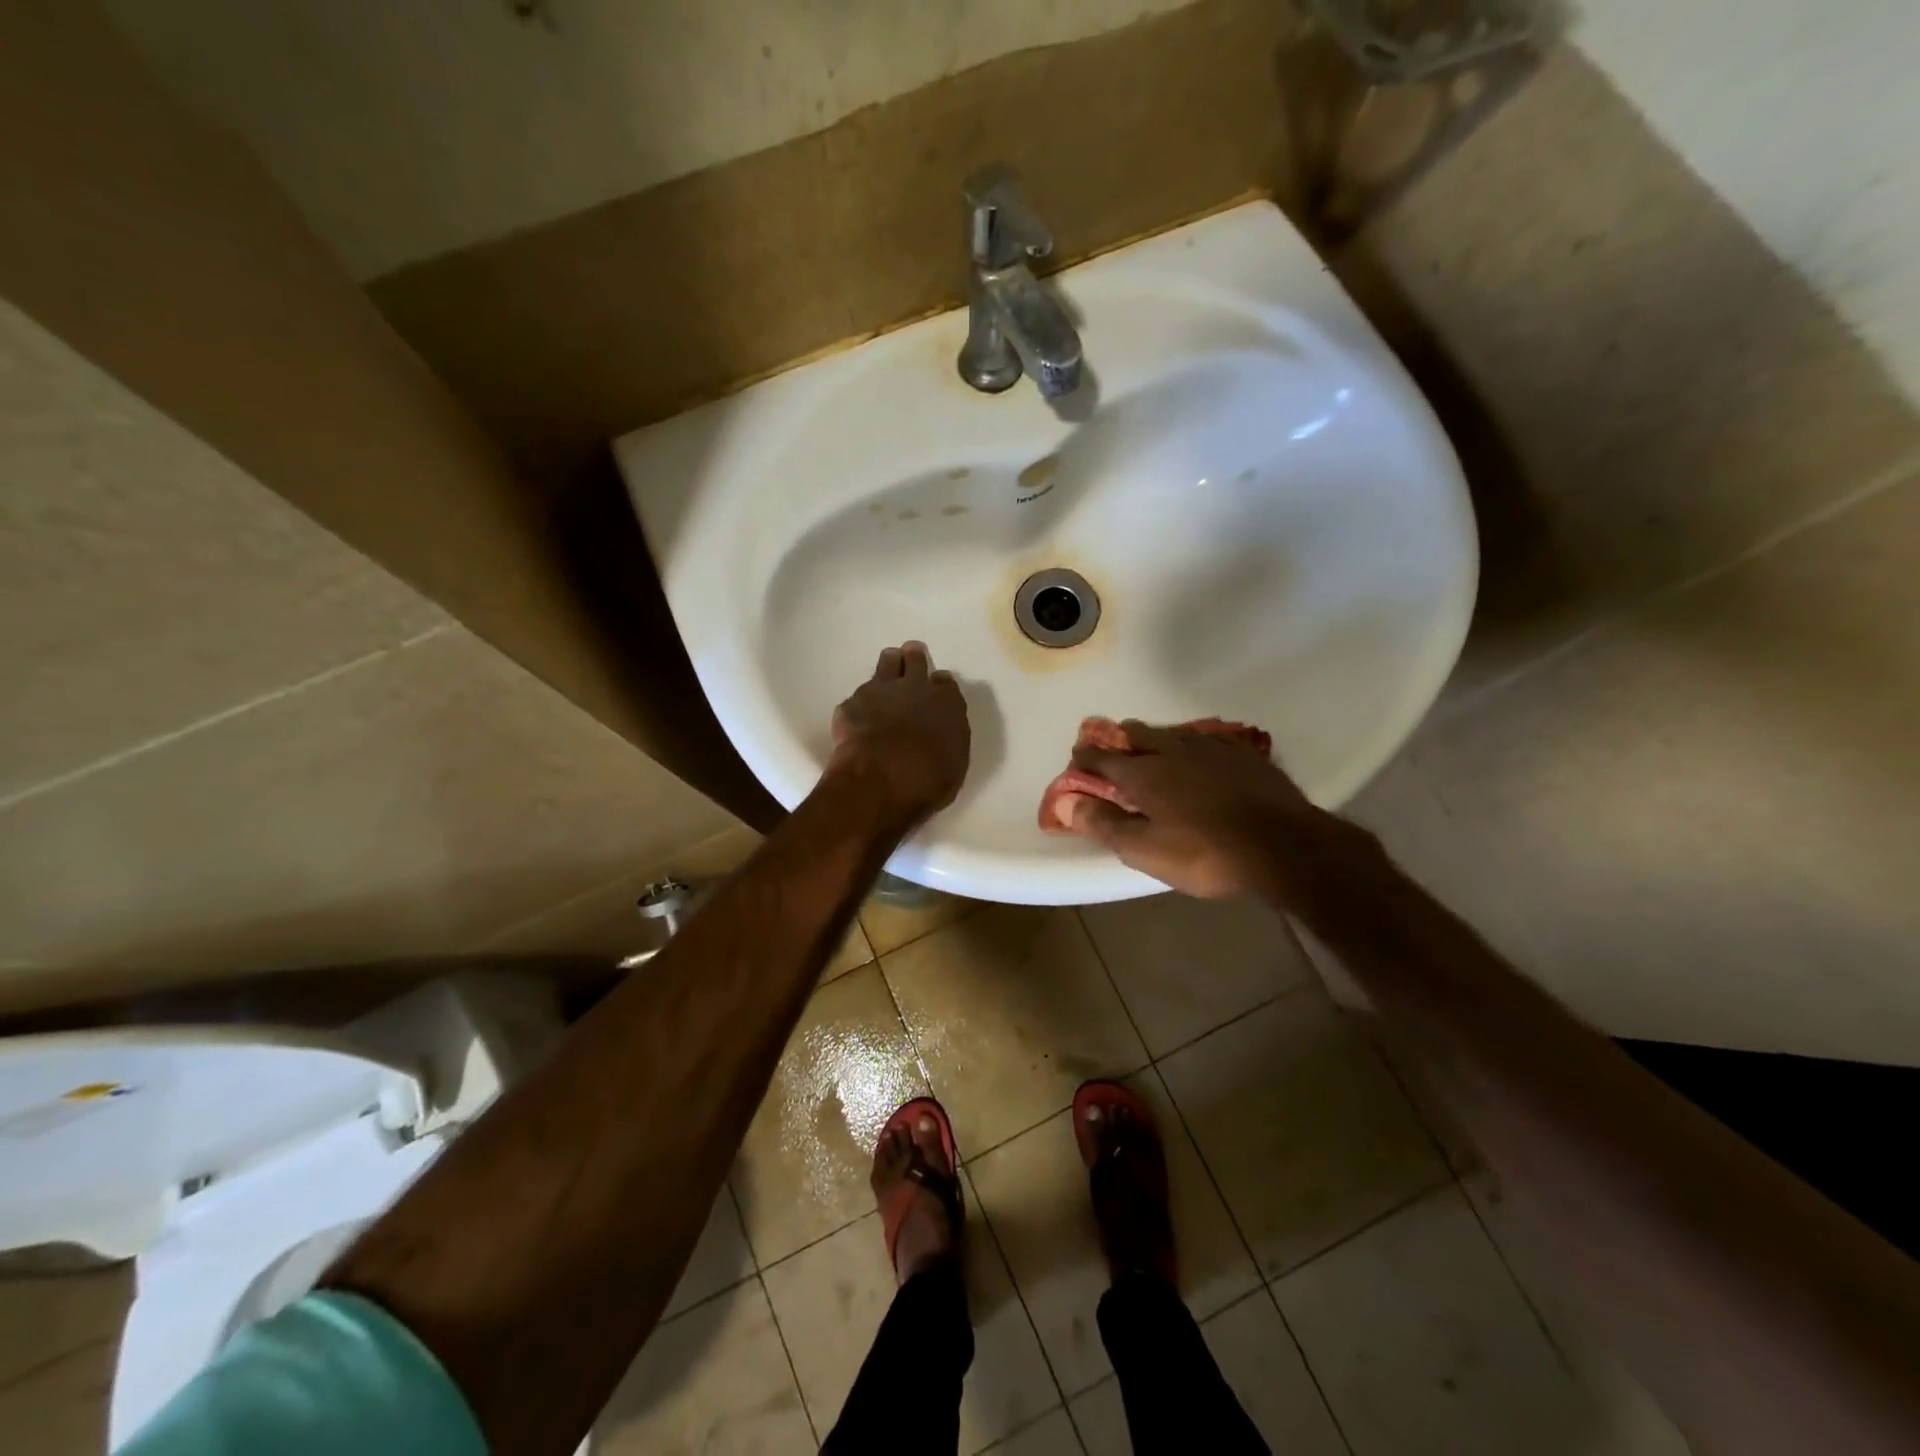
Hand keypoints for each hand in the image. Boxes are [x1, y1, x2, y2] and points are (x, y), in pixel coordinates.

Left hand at [830, 642, 970, 824]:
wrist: (881, 781)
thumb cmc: (928, 781)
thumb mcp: (954, 764)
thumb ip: (948, 740)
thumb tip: (940, 734)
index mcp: (947, 704)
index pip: (945, 683)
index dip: (939, 685)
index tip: (935, 688)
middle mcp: (915, 688)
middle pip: (915, 660)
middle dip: (913, 659)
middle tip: (910, 659)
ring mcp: (881, 691)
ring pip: (886, 663)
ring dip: (889, 664)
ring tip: (887, 669)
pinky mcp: (852, 703)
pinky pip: (858, 696)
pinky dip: (860, 704)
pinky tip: (858, 716)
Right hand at [1063, 720, 1351, 897]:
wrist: (1283, 845)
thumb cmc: (1205, 854)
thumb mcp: (1146, 850)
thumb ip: (1103, 824)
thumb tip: (1065, 802)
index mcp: (1143, 774)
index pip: (1102, 757)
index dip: (1084, 758)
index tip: (1075, 760)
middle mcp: (1172, 750)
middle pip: (1136, 734)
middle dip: (1117, 740)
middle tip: (1111, 751)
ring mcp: (1210, 747)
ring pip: (1171, 732)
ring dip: (1153, 738)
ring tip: (1149, 748)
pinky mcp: (1242, 753)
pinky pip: (1208, 738)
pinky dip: (1192, 744)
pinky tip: (1199, 753)